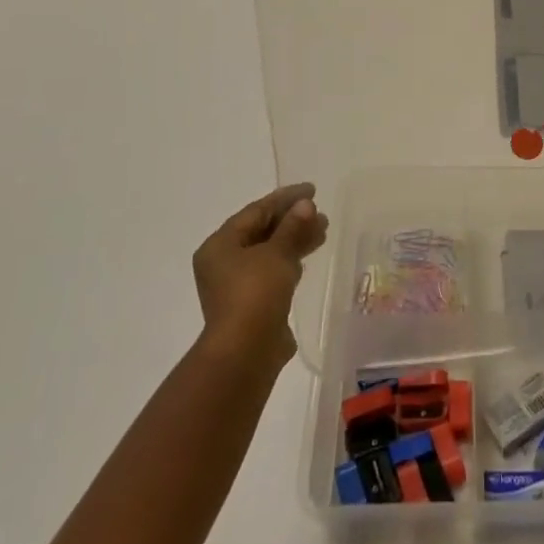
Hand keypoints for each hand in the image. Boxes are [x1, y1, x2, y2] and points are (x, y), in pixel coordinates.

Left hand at [192, 183, 328, 369]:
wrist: (246, 353)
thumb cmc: (255, 294)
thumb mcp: (277, 254)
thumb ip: (292, 227)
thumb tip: (305, 205)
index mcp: (220, 245)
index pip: (256, 211)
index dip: (285, 198)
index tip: (312, 190)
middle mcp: (223, 262)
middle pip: (261, 231)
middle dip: (292, 221)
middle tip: (321, 214)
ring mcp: (236, 285)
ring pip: (269, 252)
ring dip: (295, 240)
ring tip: (323, 231)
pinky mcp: (250, 304)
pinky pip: (272, 272)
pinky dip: (290, 261)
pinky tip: (308, 257)